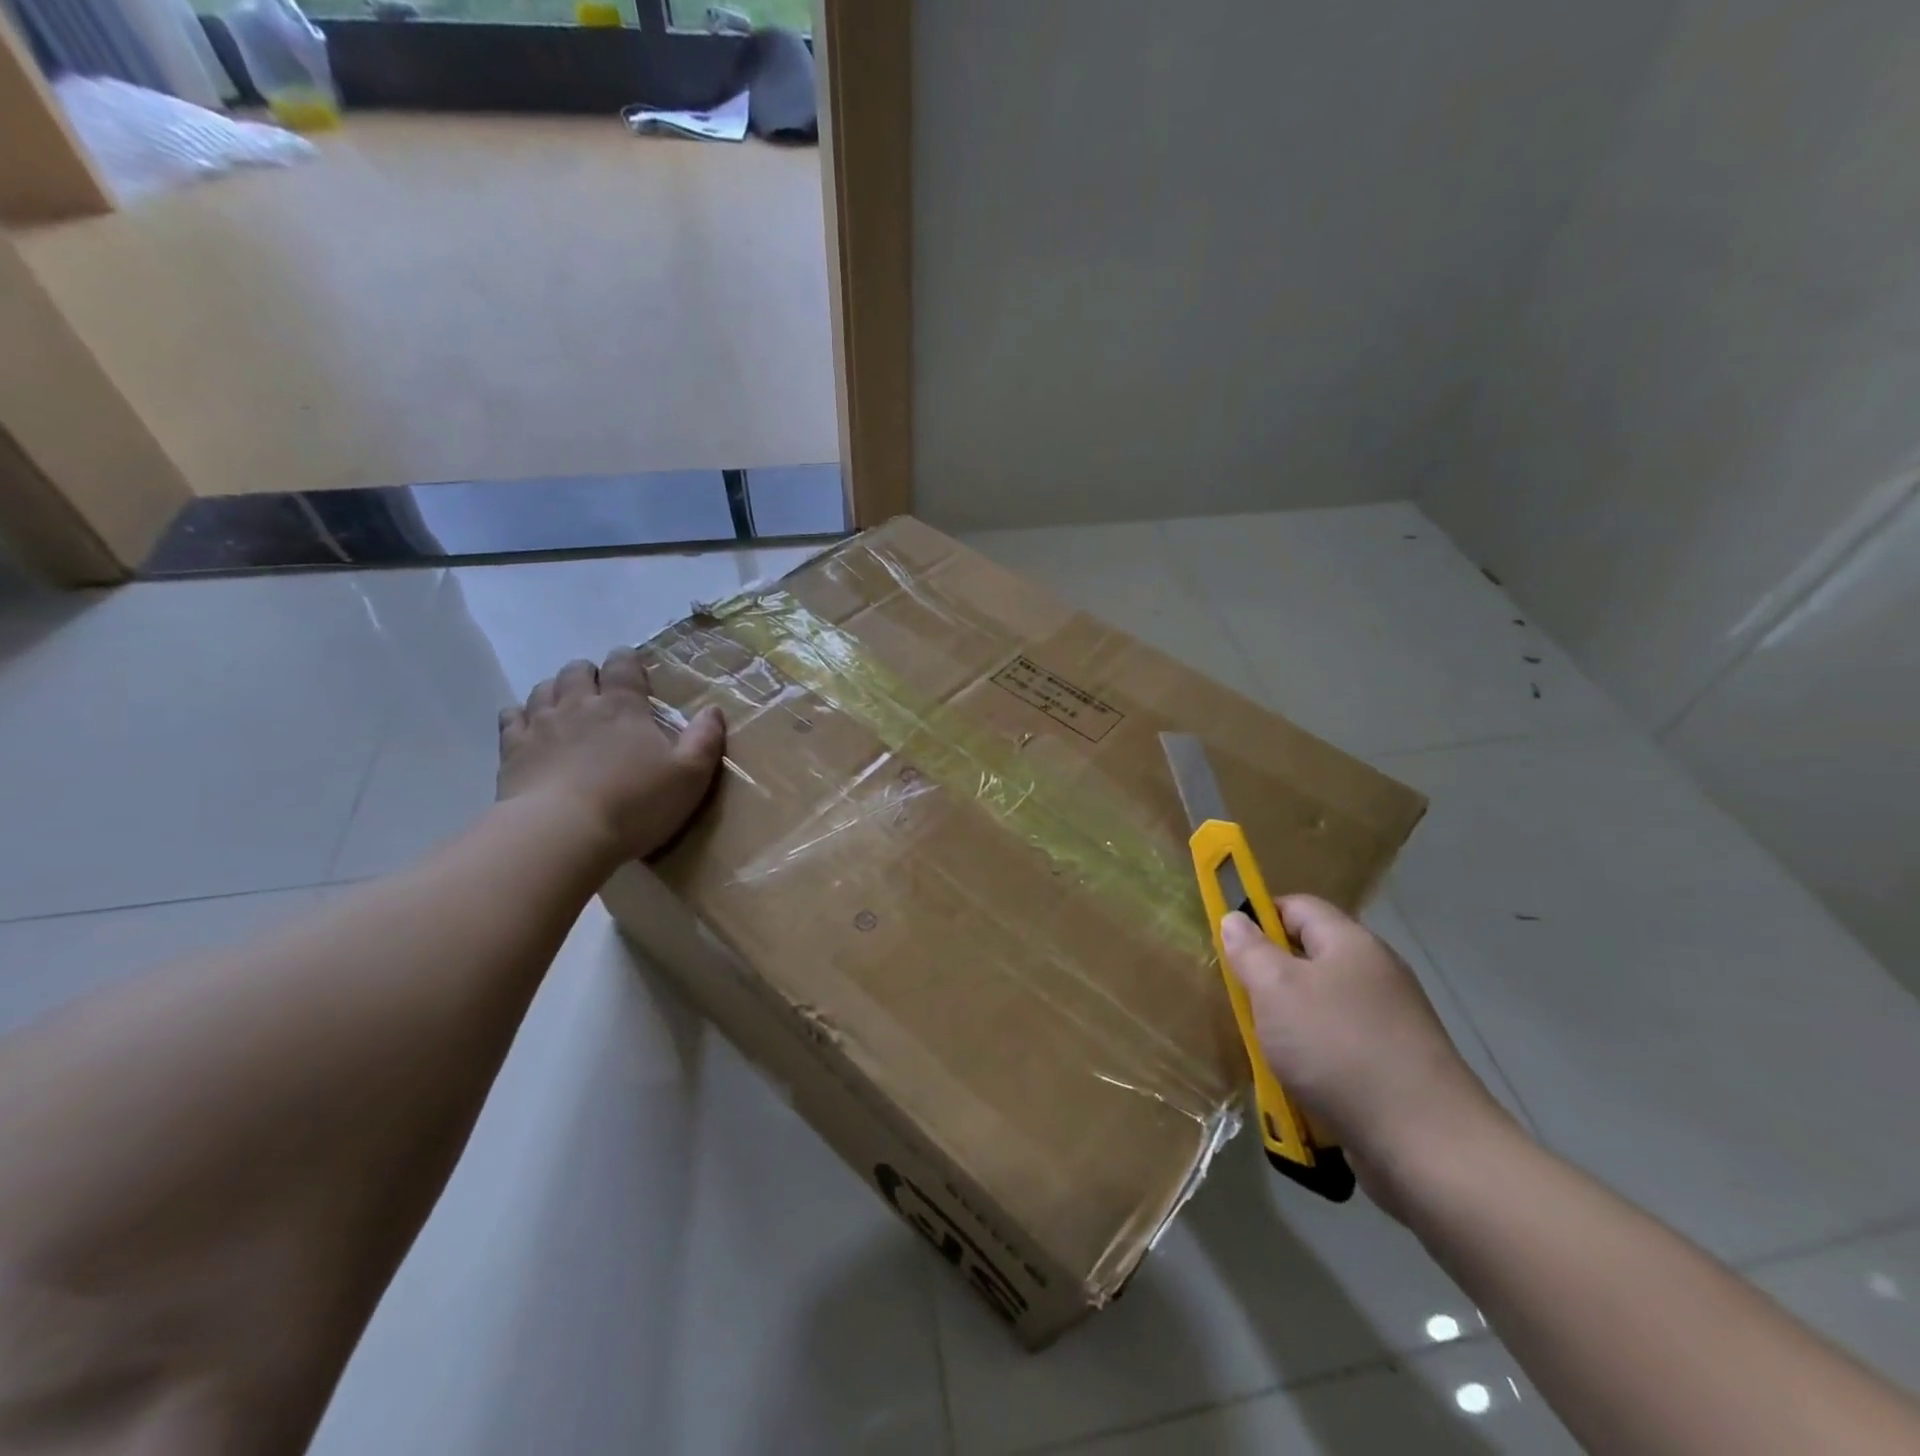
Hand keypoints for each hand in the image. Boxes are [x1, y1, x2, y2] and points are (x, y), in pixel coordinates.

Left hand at [497, 648, 725, 862]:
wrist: (562, 834)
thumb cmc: (635, 803)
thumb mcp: (689, 775)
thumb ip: (704, 739)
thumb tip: (713, 709)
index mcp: (624, 706)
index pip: (623, 665)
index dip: (627, 661)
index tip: (632, 667)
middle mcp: (579, 704)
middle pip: (577, 671)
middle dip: (589, 673)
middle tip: (600, 690)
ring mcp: (541, 725)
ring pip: (544, 689)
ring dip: (556, 690)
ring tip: (566, 705)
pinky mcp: (513, 750)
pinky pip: (511, 718)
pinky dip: (520, 715)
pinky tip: (528, 726)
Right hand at [1220, 896, 1508, 1211]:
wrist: (1426, 1144)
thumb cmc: (1339, 1048)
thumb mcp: (1276, 990)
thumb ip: (1250, 951)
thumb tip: (1235, 919)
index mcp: (1351, 943)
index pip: (1297, 906)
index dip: (1259, 916)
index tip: (1229, 946)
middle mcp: (1375, 974)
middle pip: (1309, 957)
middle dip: (1269, 977)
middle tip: (1241, 1001)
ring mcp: (1389, 1023)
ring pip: (1320, 1006)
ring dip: (1287, 1024)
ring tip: (1264, 1048)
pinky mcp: (1394, 1067)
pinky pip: (1338, 1047)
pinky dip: (1313, 1059)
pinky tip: (1296, 1083)